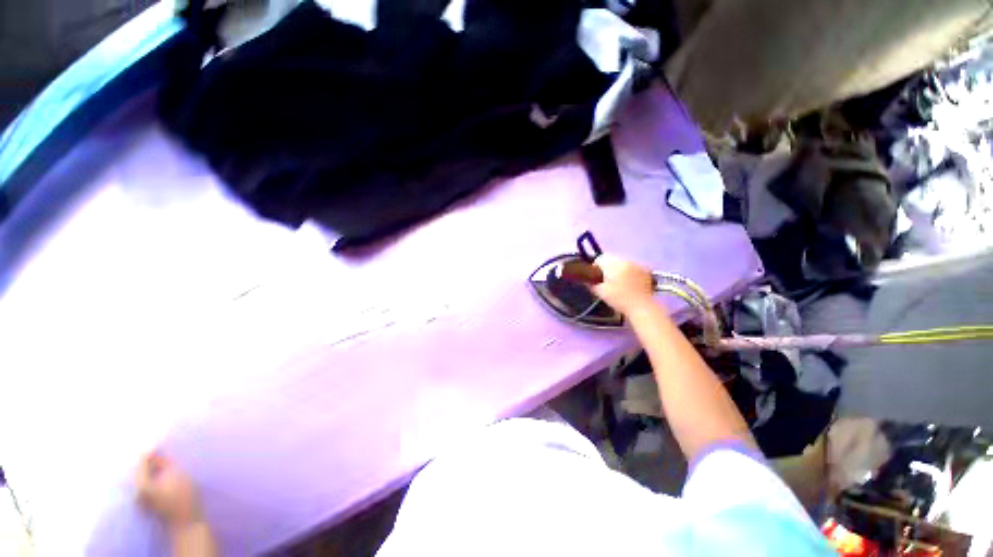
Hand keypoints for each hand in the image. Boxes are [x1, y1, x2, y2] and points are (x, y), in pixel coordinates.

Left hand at [136, 452, 203, 533]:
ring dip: (153, 471)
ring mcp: (141, 501)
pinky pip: (148, 487)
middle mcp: (136, 492)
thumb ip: (165, 463)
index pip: (141, 463)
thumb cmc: (183, 496)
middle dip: (150, 463)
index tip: (159, 446)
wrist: (186, 522)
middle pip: (141, 472)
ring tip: (163, 464)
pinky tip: (163, 477)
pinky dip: (154, 479)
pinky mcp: (148, 505)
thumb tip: (156, 455)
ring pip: (144, 480)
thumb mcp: (178, 474)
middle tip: (161, 455)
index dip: (150, 453)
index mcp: (141, 484)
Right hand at [589, 255, 655, 315]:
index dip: (595, 267)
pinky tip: (630, 283)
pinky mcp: (646, 270)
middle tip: (606, 280)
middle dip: (608, 267)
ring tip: (619, 282)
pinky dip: (630, 272)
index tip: (596, 277)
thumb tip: (587, 280)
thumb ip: (591, 284)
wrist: (641, 306)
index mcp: (613, 264)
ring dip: (619, 268)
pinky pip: (633, 267)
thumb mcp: (600, 293)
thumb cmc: (618, 299)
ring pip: (623, 262)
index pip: (600, 258)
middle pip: (612, 258)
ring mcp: (637, 264)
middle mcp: (625, 260)